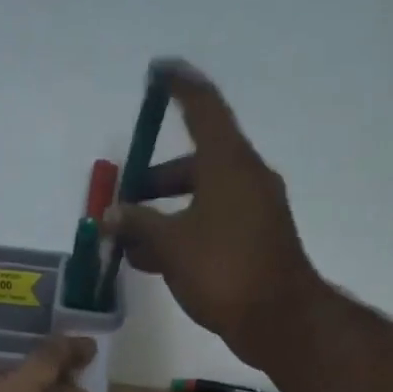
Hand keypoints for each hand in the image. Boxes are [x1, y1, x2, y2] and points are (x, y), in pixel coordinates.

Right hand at [102, 59, 322, 366]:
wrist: (280, 320)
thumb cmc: (224, 270)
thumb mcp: (171, 244)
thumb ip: (138, 224)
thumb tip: (112, 215)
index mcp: (229, 164)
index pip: (203, 108)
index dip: (180, 87)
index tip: (159, 71)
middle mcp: (245, 179)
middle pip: (196, 163)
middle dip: (156, 180)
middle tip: (125, 197)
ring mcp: (253, 212)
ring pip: (201, 199)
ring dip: (164, 213)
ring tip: (128, 240)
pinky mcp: (254, 242)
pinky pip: (211, 225)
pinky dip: (182, 233)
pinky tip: (152, 261)